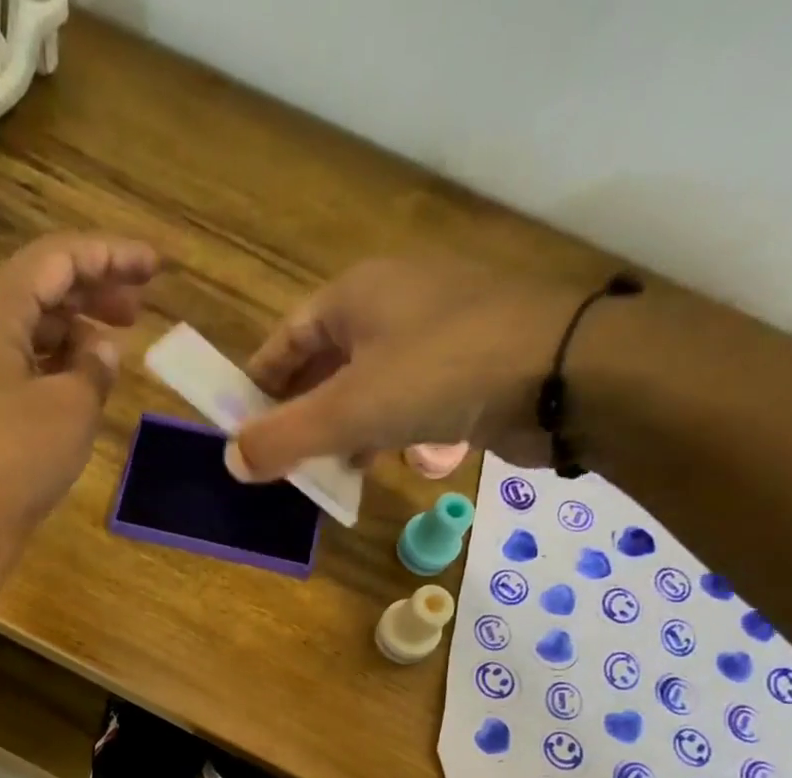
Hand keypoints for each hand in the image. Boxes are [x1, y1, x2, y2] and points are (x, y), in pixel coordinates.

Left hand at [0, 233, 157, 572]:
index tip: (157, 266)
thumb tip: (102, 351)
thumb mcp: (70, 409)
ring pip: (28, 329)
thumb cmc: (12, 459)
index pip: (58, 259)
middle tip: (140, 309)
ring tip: (115, 349)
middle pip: (39, 288)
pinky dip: (53, 364)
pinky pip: (17, 364)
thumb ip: (94, 370)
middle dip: (93, 292)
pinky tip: (81, 382)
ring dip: (73, 331)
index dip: (112, 256)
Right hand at [226, 258, 583, 483]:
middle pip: (324, 362)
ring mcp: (435, 333)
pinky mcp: (467, 365)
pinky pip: (404, 399)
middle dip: (298, 412)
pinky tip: (372, 462)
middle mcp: (393, 303)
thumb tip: (230, 462)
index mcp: (356, 294)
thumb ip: (283, 438)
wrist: (561, 372)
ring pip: (365, 384)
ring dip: (337, 427)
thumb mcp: (347, 411)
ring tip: (317, 468)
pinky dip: (379, 430)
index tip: (240, 427)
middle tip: (276, 457)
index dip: (258, 384)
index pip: (286, 338)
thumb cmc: (439, 374)